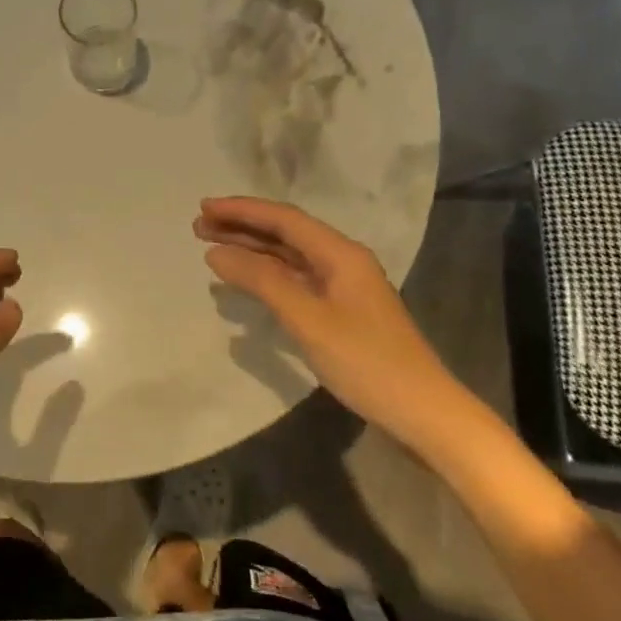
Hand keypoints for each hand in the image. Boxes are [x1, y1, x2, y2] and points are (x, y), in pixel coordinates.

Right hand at [195, 197, 482, 456]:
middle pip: (285, 234)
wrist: (422, 412)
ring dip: (252, 249)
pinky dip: (266, 275)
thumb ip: (261, 281)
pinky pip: (295, 279)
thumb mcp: (308, 320)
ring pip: (289, 257)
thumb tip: (216, 253)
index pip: (284, 219)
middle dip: (242, 227)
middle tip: (198, 227)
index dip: (242, 210)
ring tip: (211, 247)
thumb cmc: (366, 362)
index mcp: (340, 254)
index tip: (204, 208)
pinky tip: (245, 279)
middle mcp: (342, 261)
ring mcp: (342, 287)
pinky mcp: (339, 311)